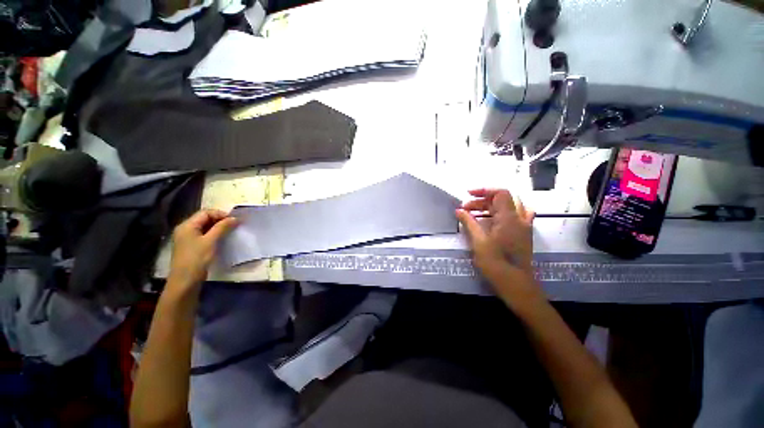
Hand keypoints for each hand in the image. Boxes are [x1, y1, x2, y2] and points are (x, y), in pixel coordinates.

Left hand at [168, 209, 237, 290]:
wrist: (185, 281)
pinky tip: (223, 238)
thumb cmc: (197, 259)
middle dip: (220, 220)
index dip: (221, 214)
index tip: (234, 220)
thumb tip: (235, 218)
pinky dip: (215, 234)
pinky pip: (205, 235)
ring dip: (218, 227)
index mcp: (187, 225)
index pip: (205, 213)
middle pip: (205, 218)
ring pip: (206, 227)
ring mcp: (188, 238)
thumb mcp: (211, 241)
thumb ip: (222, 227)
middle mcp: (186, 229)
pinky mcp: (193, 246)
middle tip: (234, 225)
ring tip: (231, 231)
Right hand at [459, 188, 534, 270]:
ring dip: (492, 206)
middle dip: (482, 200)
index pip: (500, 193)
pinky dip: (505, 212)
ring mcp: (524, 226)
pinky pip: (517, 215)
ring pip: (509, 206)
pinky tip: (496, 217)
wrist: (515, 283)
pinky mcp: (524, 234)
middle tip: (466, 208)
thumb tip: (458, 210)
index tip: (468, 194)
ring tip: (476, 213)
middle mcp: (520, 218)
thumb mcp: (478, 241)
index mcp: (509, 218)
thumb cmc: (495, 262)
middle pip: (502, 199)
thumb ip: (469, 222)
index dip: (484, 190)